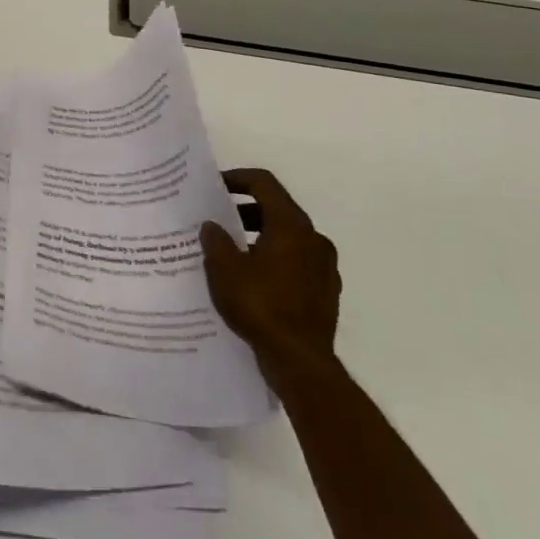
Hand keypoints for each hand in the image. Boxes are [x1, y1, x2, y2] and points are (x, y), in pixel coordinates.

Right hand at [200, 169, 339, 384]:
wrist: (300, 360)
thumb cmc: (260, 305)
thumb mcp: (224, 269)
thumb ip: (216, 240)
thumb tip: (213, 225)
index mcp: (291, 225)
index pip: (264, 183)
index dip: (237, 178)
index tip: (214, 186)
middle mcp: (314, 239)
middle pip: (278, 209)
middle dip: (246, 210)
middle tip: (219, 220)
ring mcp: (324, 266)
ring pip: (289, 237)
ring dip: (261, 236)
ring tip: (232, 251)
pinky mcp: (326, 291)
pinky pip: (297, 262)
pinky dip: (275, 260)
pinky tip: (254, 280)